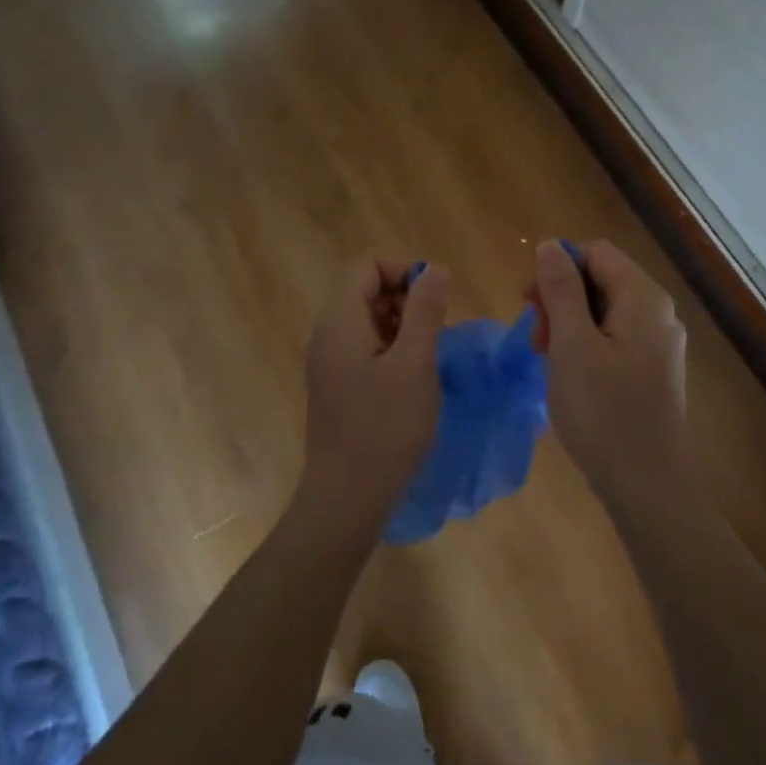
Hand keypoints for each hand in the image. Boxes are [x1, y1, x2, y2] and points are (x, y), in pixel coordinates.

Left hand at [292, 258, 448, 547]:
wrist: (347, 497)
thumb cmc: (385, 428)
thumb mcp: (415, 364)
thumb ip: (425, 311)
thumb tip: (434, 269)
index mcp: (340, 322)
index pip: (365, 266)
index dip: (403, 270)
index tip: (438, 294)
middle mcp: (327, 335)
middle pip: (363, 290)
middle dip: (404, 295)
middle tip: (438, 325)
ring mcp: (328, 363)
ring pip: (365, 319)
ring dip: (401, 322)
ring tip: (430, 350)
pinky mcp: (336, 386)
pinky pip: (363, 347)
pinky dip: (391, 346)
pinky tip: (414, 374)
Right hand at [529, 239, 686, 505]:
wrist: (646, 482)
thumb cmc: (603, 411)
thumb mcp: (571, 344)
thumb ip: (560, 289)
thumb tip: (550, 245)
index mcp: (643, 298)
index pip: (596, 252)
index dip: (557, 267)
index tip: (528, 302)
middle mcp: (658, 313)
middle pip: (601, 279)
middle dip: (560, 298)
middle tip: (535, 337)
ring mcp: (657, 344)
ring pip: (603, 311)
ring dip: (568, 324)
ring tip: (546, 358)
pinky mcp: (651, 370)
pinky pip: (612, 339)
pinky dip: (584, 345)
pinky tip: (567, 374)